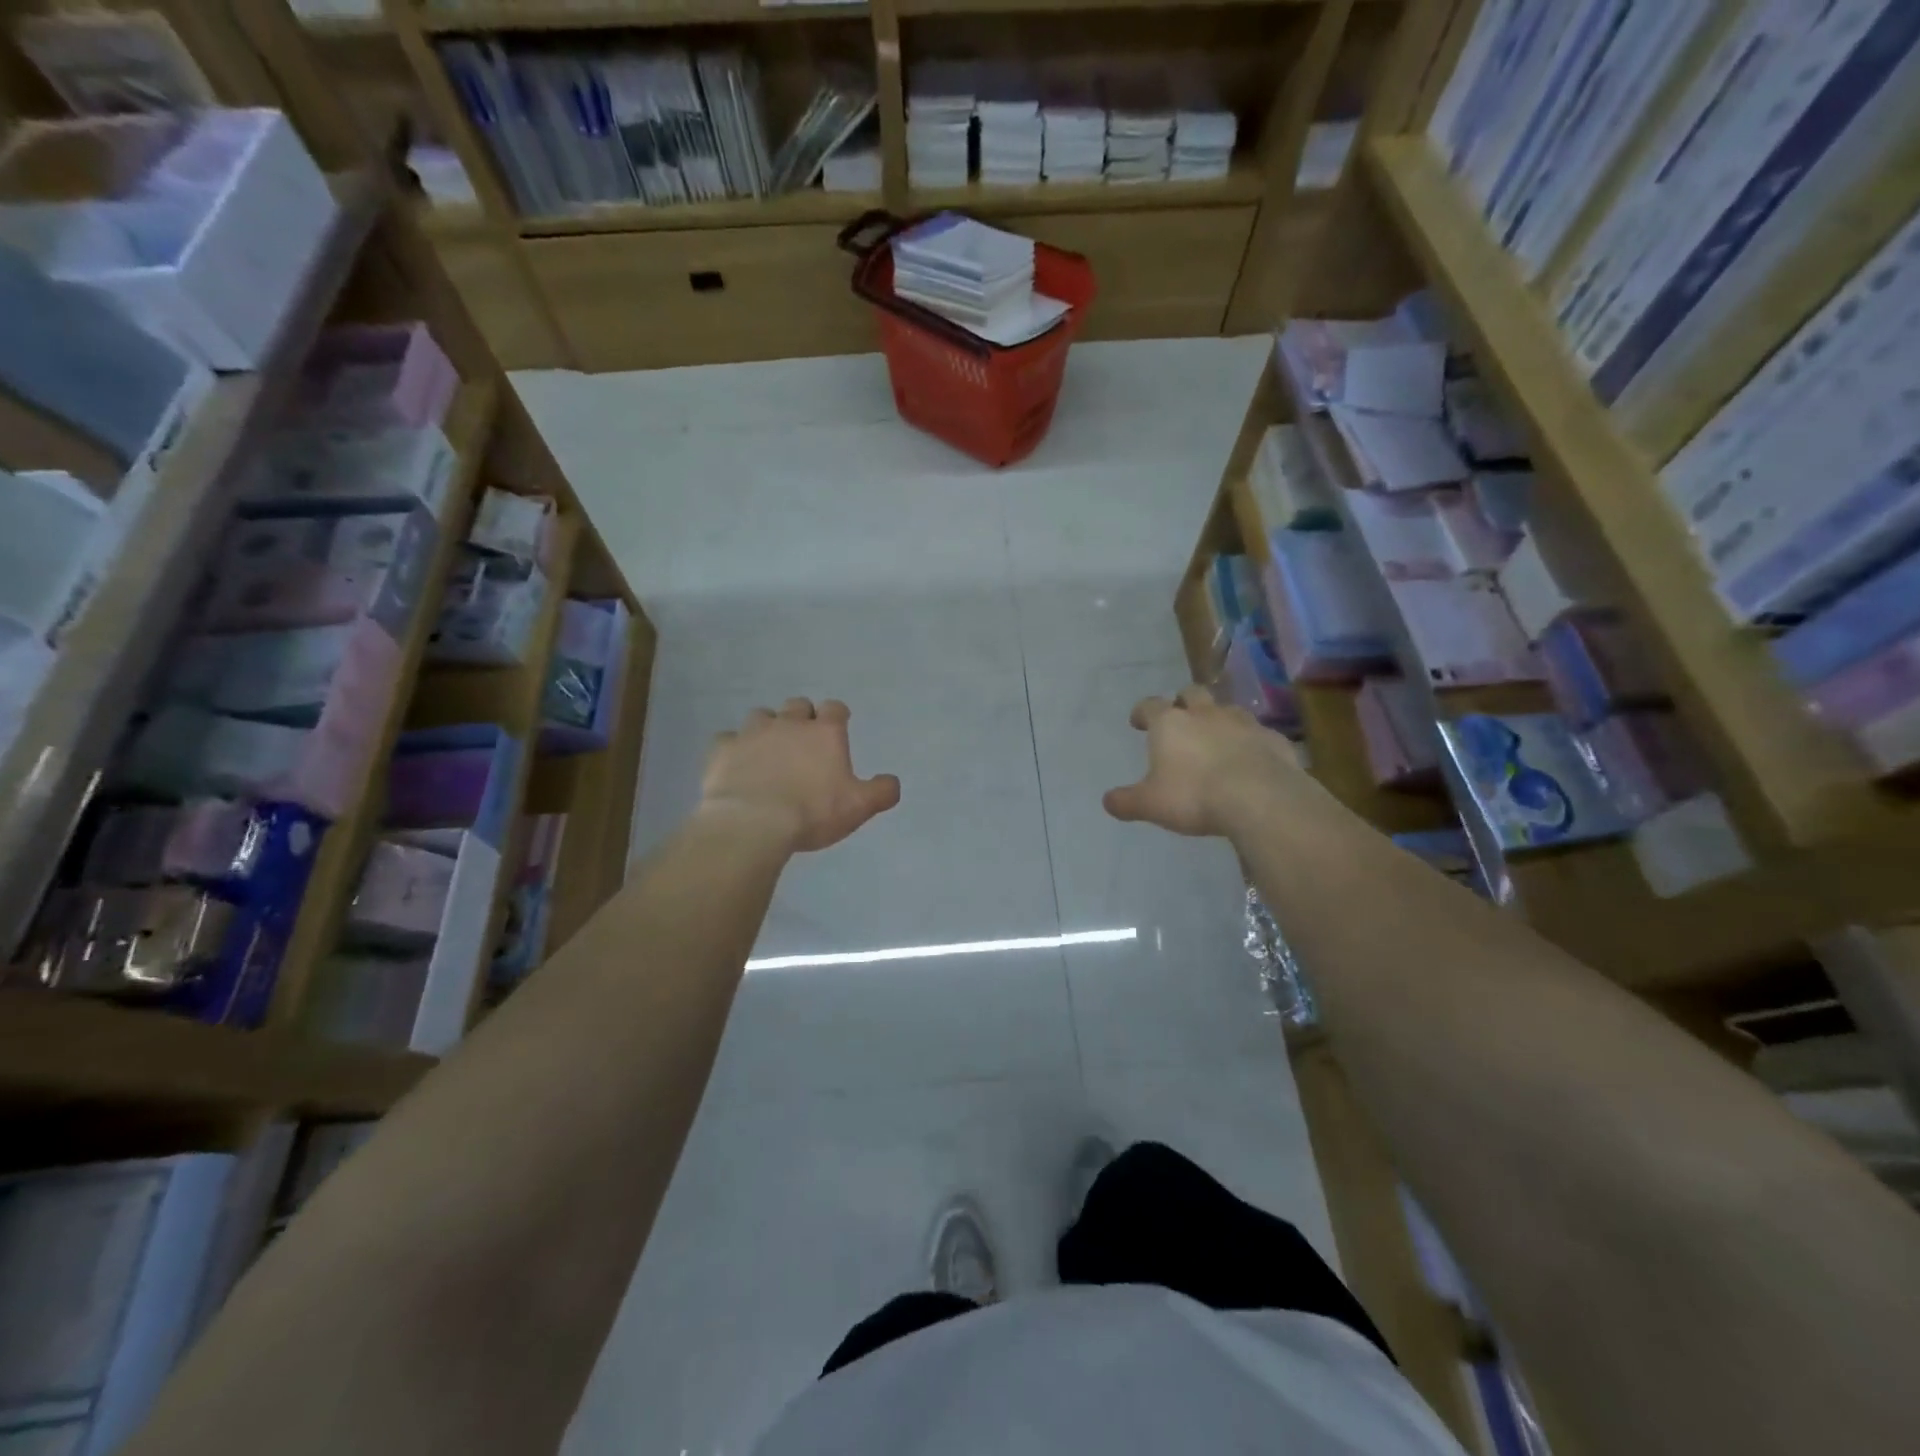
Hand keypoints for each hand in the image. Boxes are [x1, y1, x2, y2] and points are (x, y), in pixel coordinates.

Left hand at [700, 698, 901, 852]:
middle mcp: (789, 723)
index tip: (838, 726)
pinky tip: (736, 763)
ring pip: (761, 715)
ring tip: (769, 750)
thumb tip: (892, 782)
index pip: (835, 708)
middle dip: (802, 717)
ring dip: (767, 728)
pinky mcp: (722, 749)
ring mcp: (752, 733)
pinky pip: (728, 739)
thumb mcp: (858, 807)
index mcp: (825, 733)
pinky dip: (734, 748)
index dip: (837, 716)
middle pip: (797, 705)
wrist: (752, 823)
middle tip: (803, 740)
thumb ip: (881, 792)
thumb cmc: (812, 812)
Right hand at [1103, 686, 1311, 838]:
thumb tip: (1108, 801)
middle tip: (1181, 718)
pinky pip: (1258, 734)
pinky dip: (1250, 742)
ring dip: (1219, 719)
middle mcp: (1205, 714)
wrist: (1260, 798)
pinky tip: (1250, 760)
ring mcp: (1243, 723)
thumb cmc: (1194, 796)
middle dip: (1184, 702)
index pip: (1150, 705)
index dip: (1142, 712)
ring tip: (1217, 739)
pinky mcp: (1274, 739)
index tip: (1138, 721)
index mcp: (1170, 723)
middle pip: (1192, 693)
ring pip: (1228, 709)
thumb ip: (1127, 801)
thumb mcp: (1151, 804)